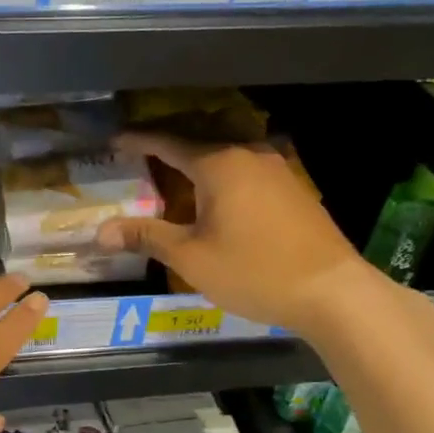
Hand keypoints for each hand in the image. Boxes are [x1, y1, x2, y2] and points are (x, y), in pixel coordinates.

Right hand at [97, 132, 367, 331]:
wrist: (332, 292)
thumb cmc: (254, 271)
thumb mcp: (191, 257)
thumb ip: (146, 236)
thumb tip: (100, 232)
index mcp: (219, 163)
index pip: (168, 143)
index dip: (138, 141)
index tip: (113, 141)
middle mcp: (248, 154)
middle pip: (198, 140)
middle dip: (167, 146)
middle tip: (139, 154)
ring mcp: (277, 169)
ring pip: (226, 154)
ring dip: (197, 160)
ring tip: (173, 173)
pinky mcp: (293, 188)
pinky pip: (246, 169)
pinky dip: (222, 174)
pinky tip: (216, 195)